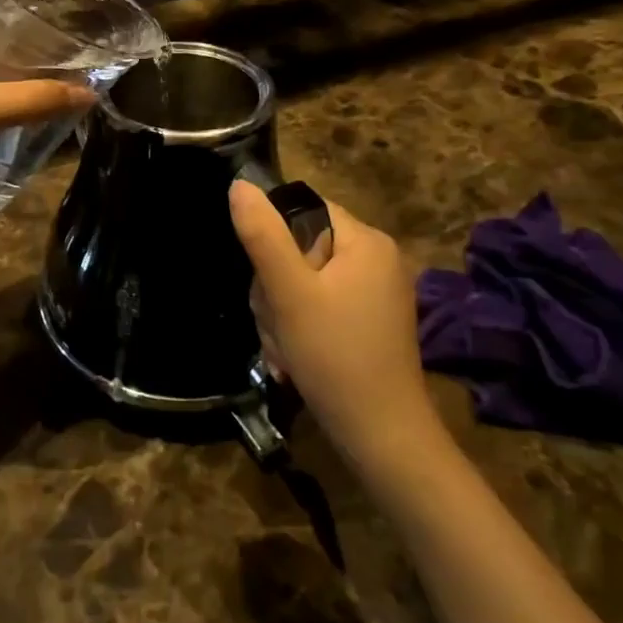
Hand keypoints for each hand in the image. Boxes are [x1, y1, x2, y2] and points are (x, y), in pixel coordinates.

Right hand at [228, 182, 442, 465]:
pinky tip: (293, 359)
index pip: (303, 210)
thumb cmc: (335, 357)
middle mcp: (376, 259)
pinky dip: (299, 328)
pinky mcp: (367, 322)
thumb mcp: (289, 293)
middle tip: (276, 323)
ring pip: (302, 281)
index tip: (267, 281)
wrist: (382, 438)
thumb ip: (263, 236)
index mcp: (366, 241)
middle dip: (274, 288)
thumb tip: (239, 184)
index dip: (274, 240)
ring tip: (284, 348)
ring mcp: (374, 293)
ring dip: (281, 313)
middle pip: (299, 248)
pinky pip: (318, 306)